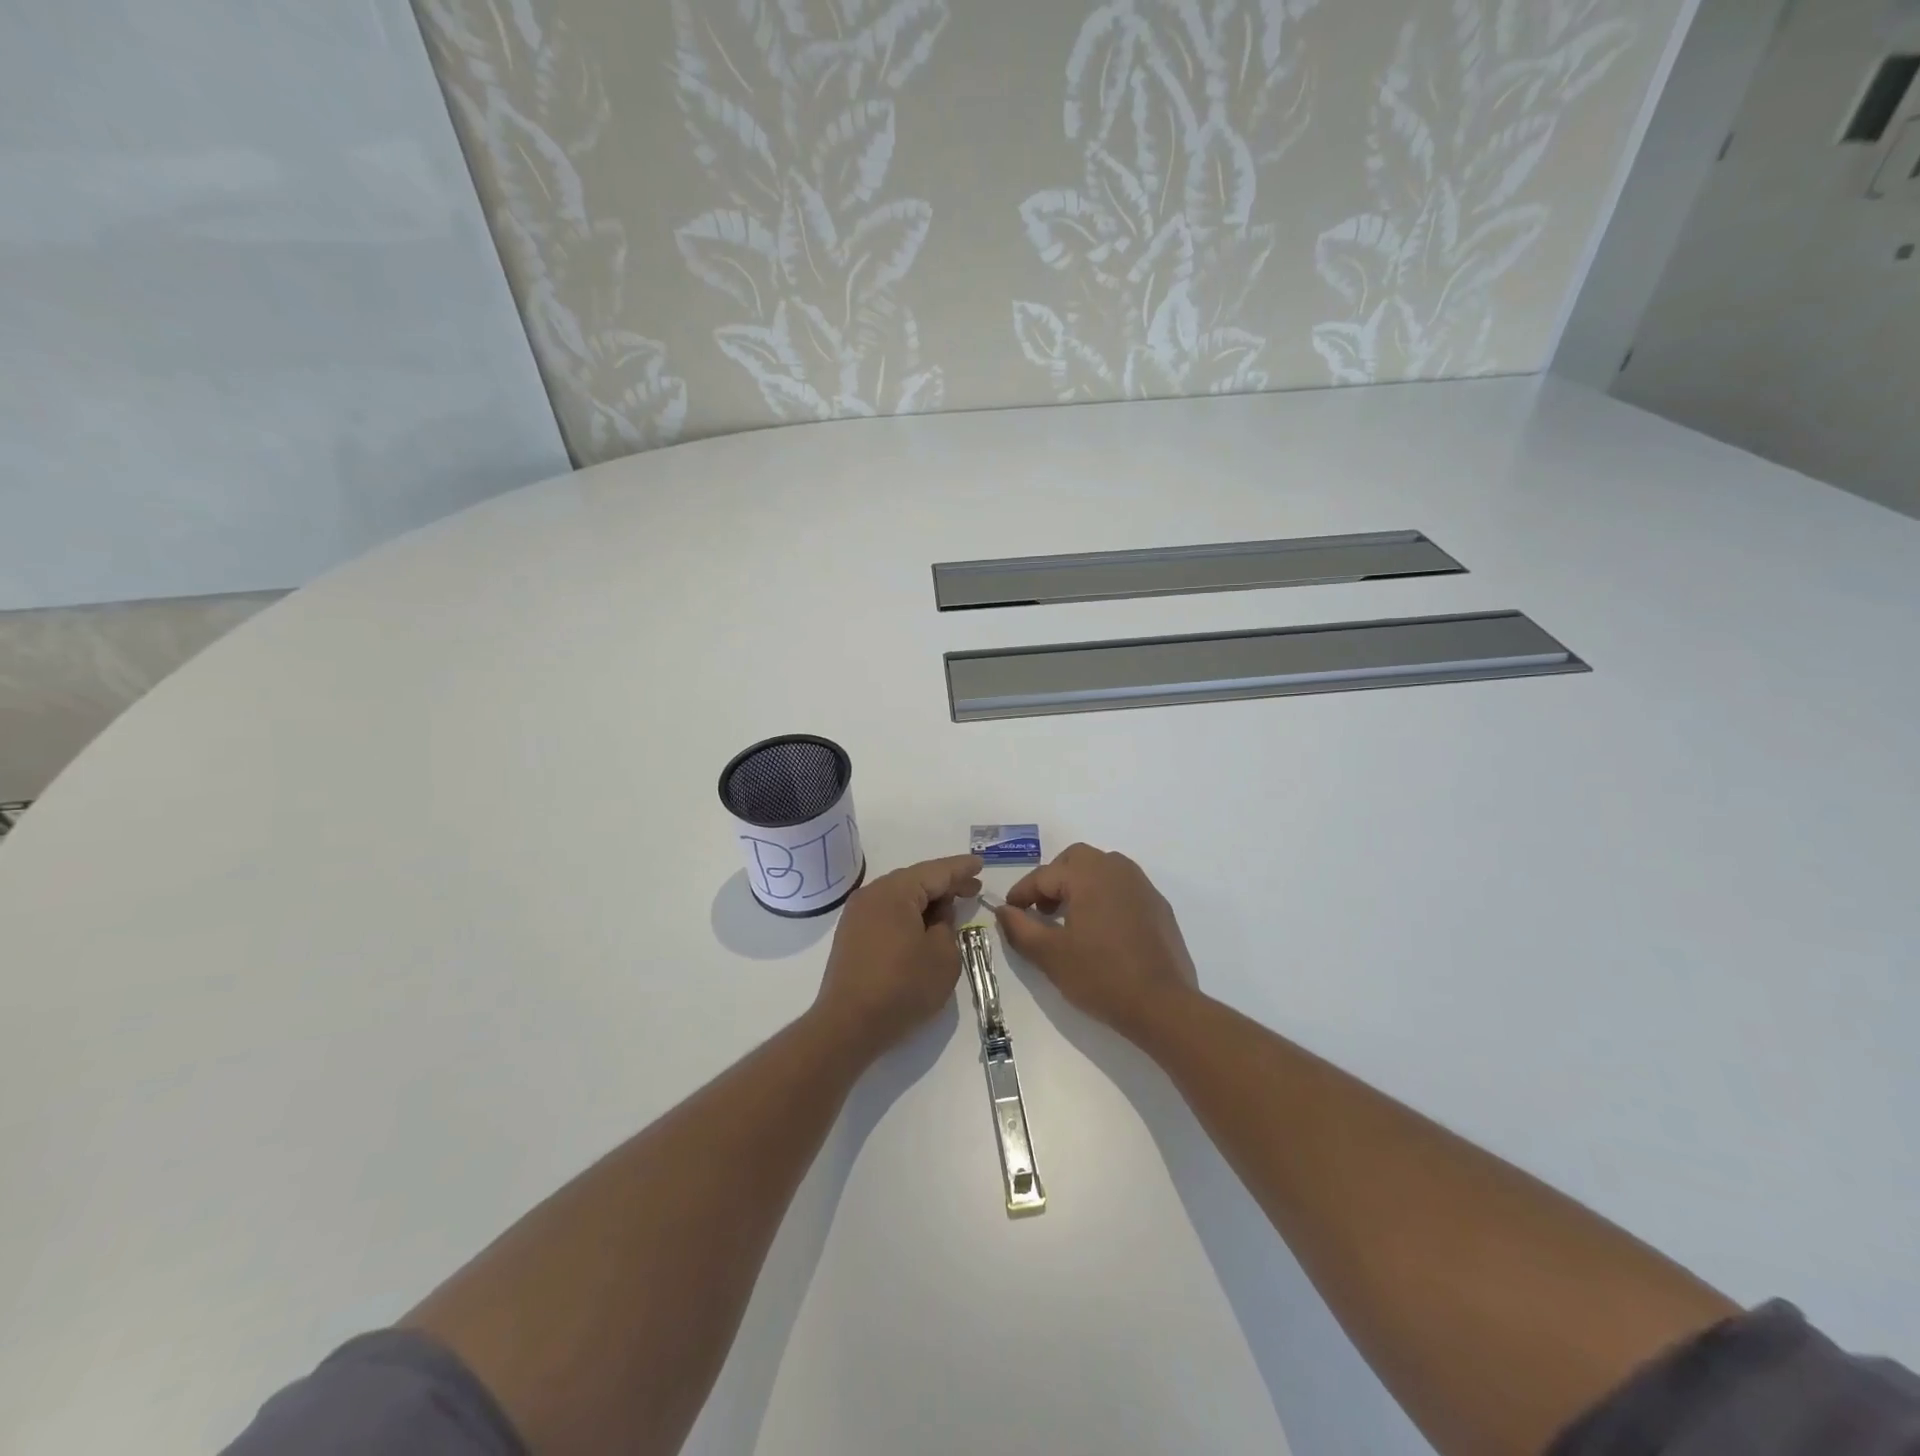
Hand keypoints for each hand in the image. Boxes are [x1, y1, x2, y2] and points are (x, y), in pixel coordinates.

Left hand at [814, 854, 982, 1056]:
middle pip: (916, 879)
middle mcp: (872, 894)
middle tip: (973, 887)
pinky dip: (908, 913)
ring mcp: (857, 914)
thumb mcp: (943, 957)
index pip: (936, 871)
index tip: (980, 864)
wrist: (848, 1025)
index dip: (961, 869)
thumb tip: (937, 915)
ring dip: (926, 900)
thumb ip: (947, 926)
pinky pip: (887, 912)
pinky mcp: (851, 934)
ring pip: (900, 896)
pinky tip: (923, 924)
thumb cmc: (902, 988)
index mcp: (895, 891)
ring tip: (951, 906)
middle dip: (945, 883)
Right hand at [994, 843, 1198, 1041]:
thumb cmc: (1100, 975)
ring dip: (1080, 885)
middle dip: (1054, 879)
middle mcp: (1117, 869)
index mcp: (1088, 874)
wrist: (1162, 1005)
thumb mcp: (1050, 955)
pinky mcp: (1158, 906)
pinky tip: (1102, 930)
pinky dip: (1105, 897)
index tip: (1010, 912)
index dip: (1022, 893)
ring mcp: (1142, 886)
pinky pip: (1123, 888)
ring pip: (1102, 869)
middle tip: (1041, 910)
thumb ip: (1020, 928)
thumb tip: (1004, 910)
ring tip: (1070, 918)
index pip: (1044, 875)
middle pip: (1076, 860)